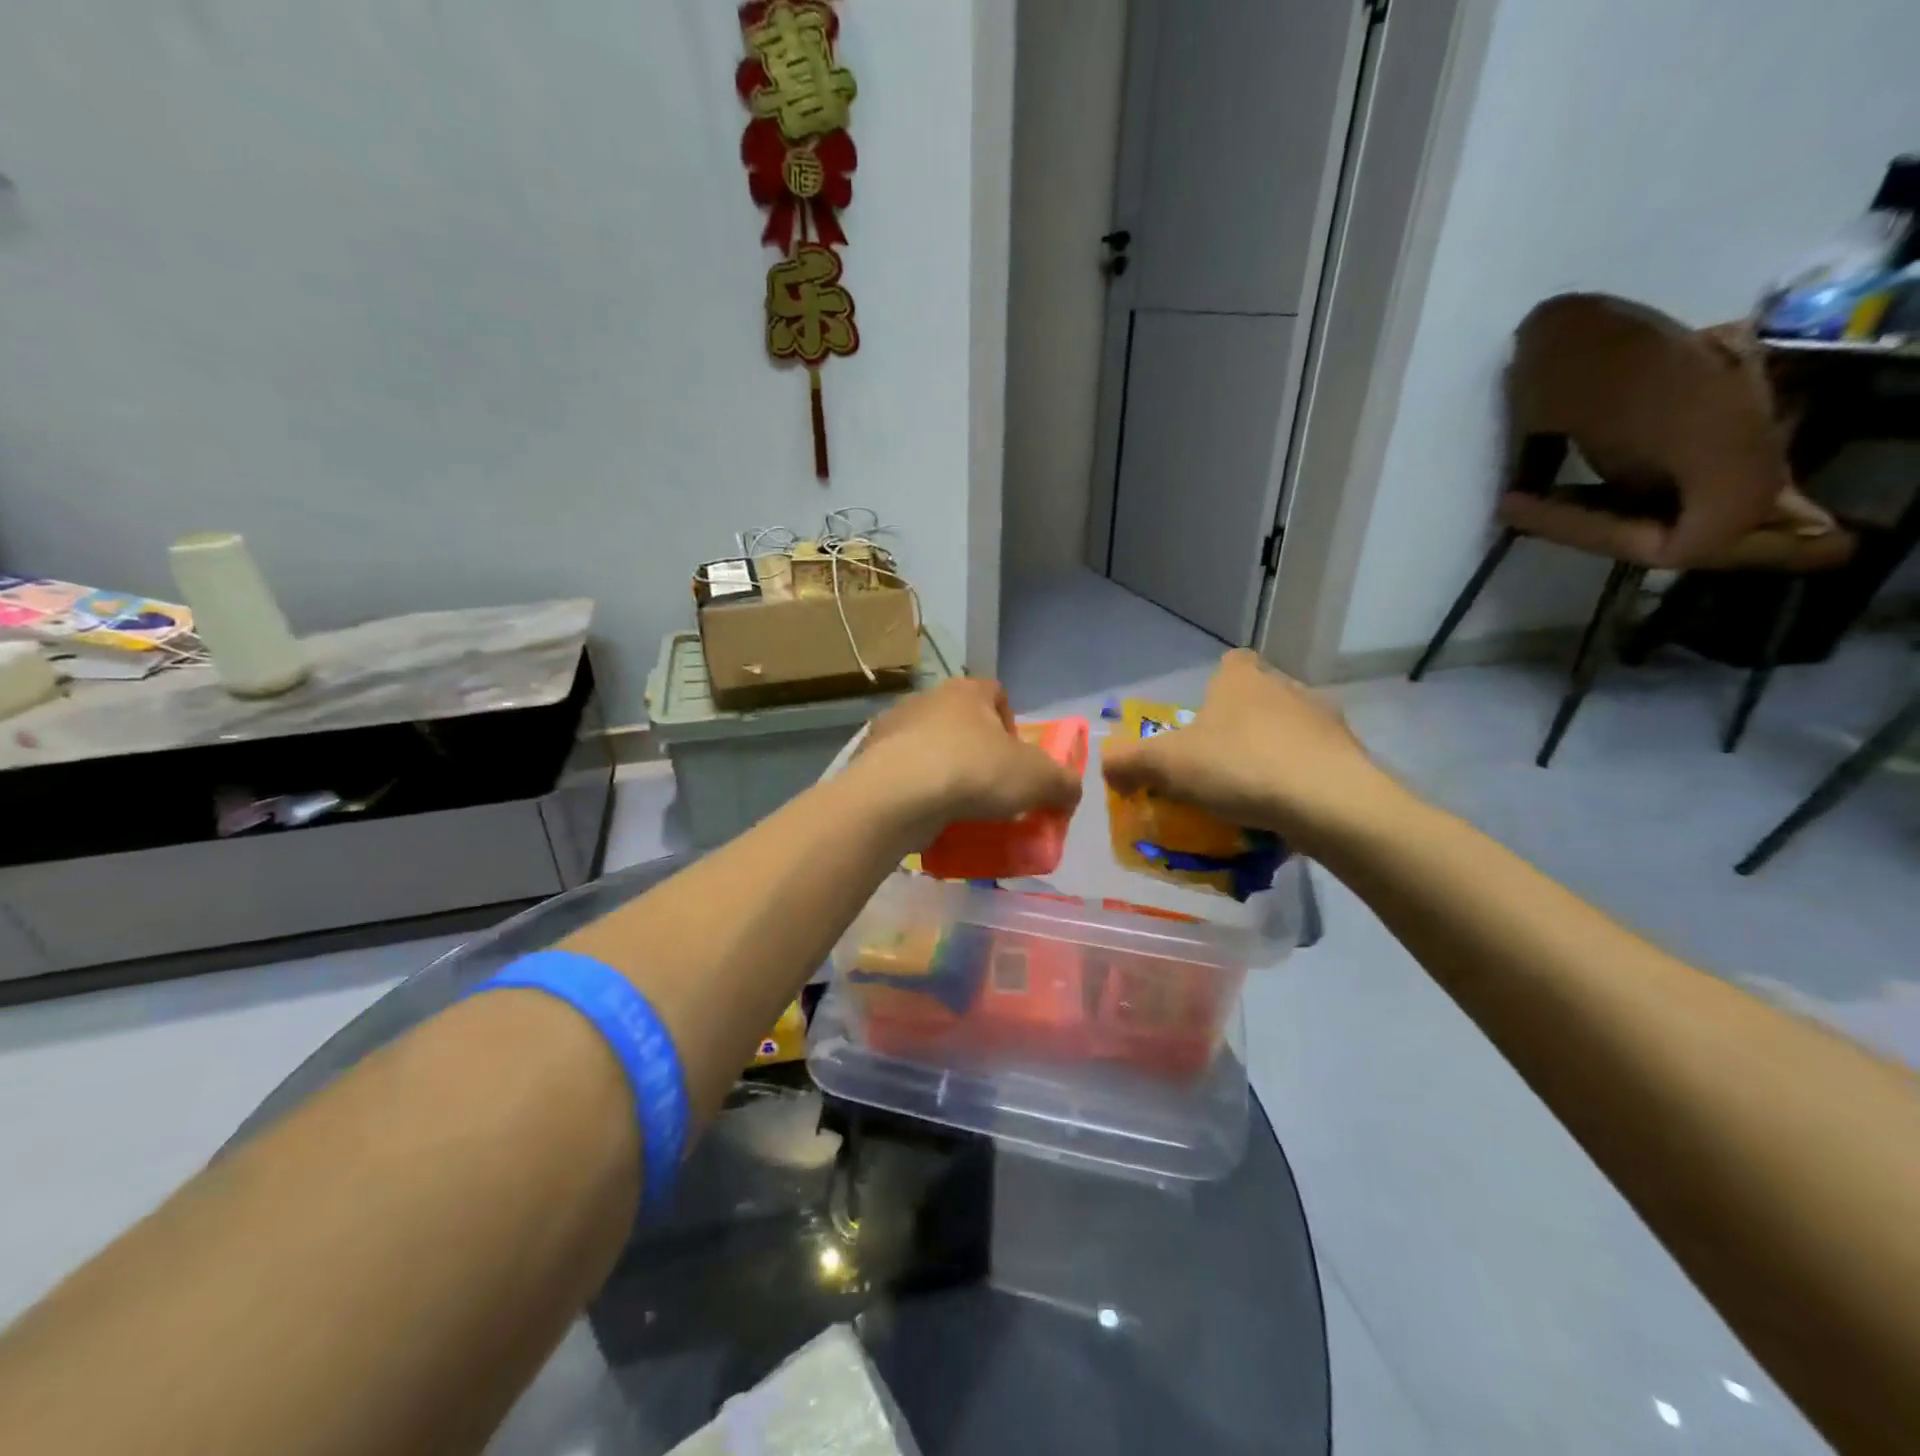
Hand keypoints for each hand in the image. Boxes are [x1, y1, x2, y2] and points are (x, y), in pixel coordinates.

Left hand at [854, 678, 1082, 838]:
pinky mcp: (868, 760)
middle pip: (960, 722)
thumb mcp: (1038, 779)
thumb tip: (1069, 793)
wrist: (897, 796)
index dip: (1011, 724)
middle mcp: (926, 699)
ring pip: (927, 748)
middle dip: (975, 752)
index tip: (1016, 759)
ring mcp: (892, 729)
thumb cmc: (974, 772)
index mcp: (967, 691)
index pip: (996, 693)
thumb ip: (1063, 784)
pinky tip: (925, 819)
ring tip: (956, 809)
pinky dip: (914, 793)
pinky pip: (901, 775)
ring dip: (942, 772)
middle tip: (989, 789)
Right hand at [1101, 649, 1398, 854]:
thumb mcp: (1165, 765)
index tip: (1202, 720)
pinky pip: (1315, 764)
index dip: (1214, 685)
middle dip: (1240, 726)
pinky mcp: (1351, 757)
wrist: (1329, 803)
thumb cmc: (1239, 767)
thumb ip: (1129, 762)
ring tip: (1252, 795)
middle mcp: (1287, 688)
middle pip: (1259, 698)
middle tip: (1218, 765)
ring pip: (1290, 731)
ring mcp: (1325, 721)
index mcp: (1242, 680)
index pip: (1230, 663)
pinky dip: (1299, 781)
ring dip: (1272, 754)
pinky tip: (1285, 812)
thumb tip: (1107, 766)